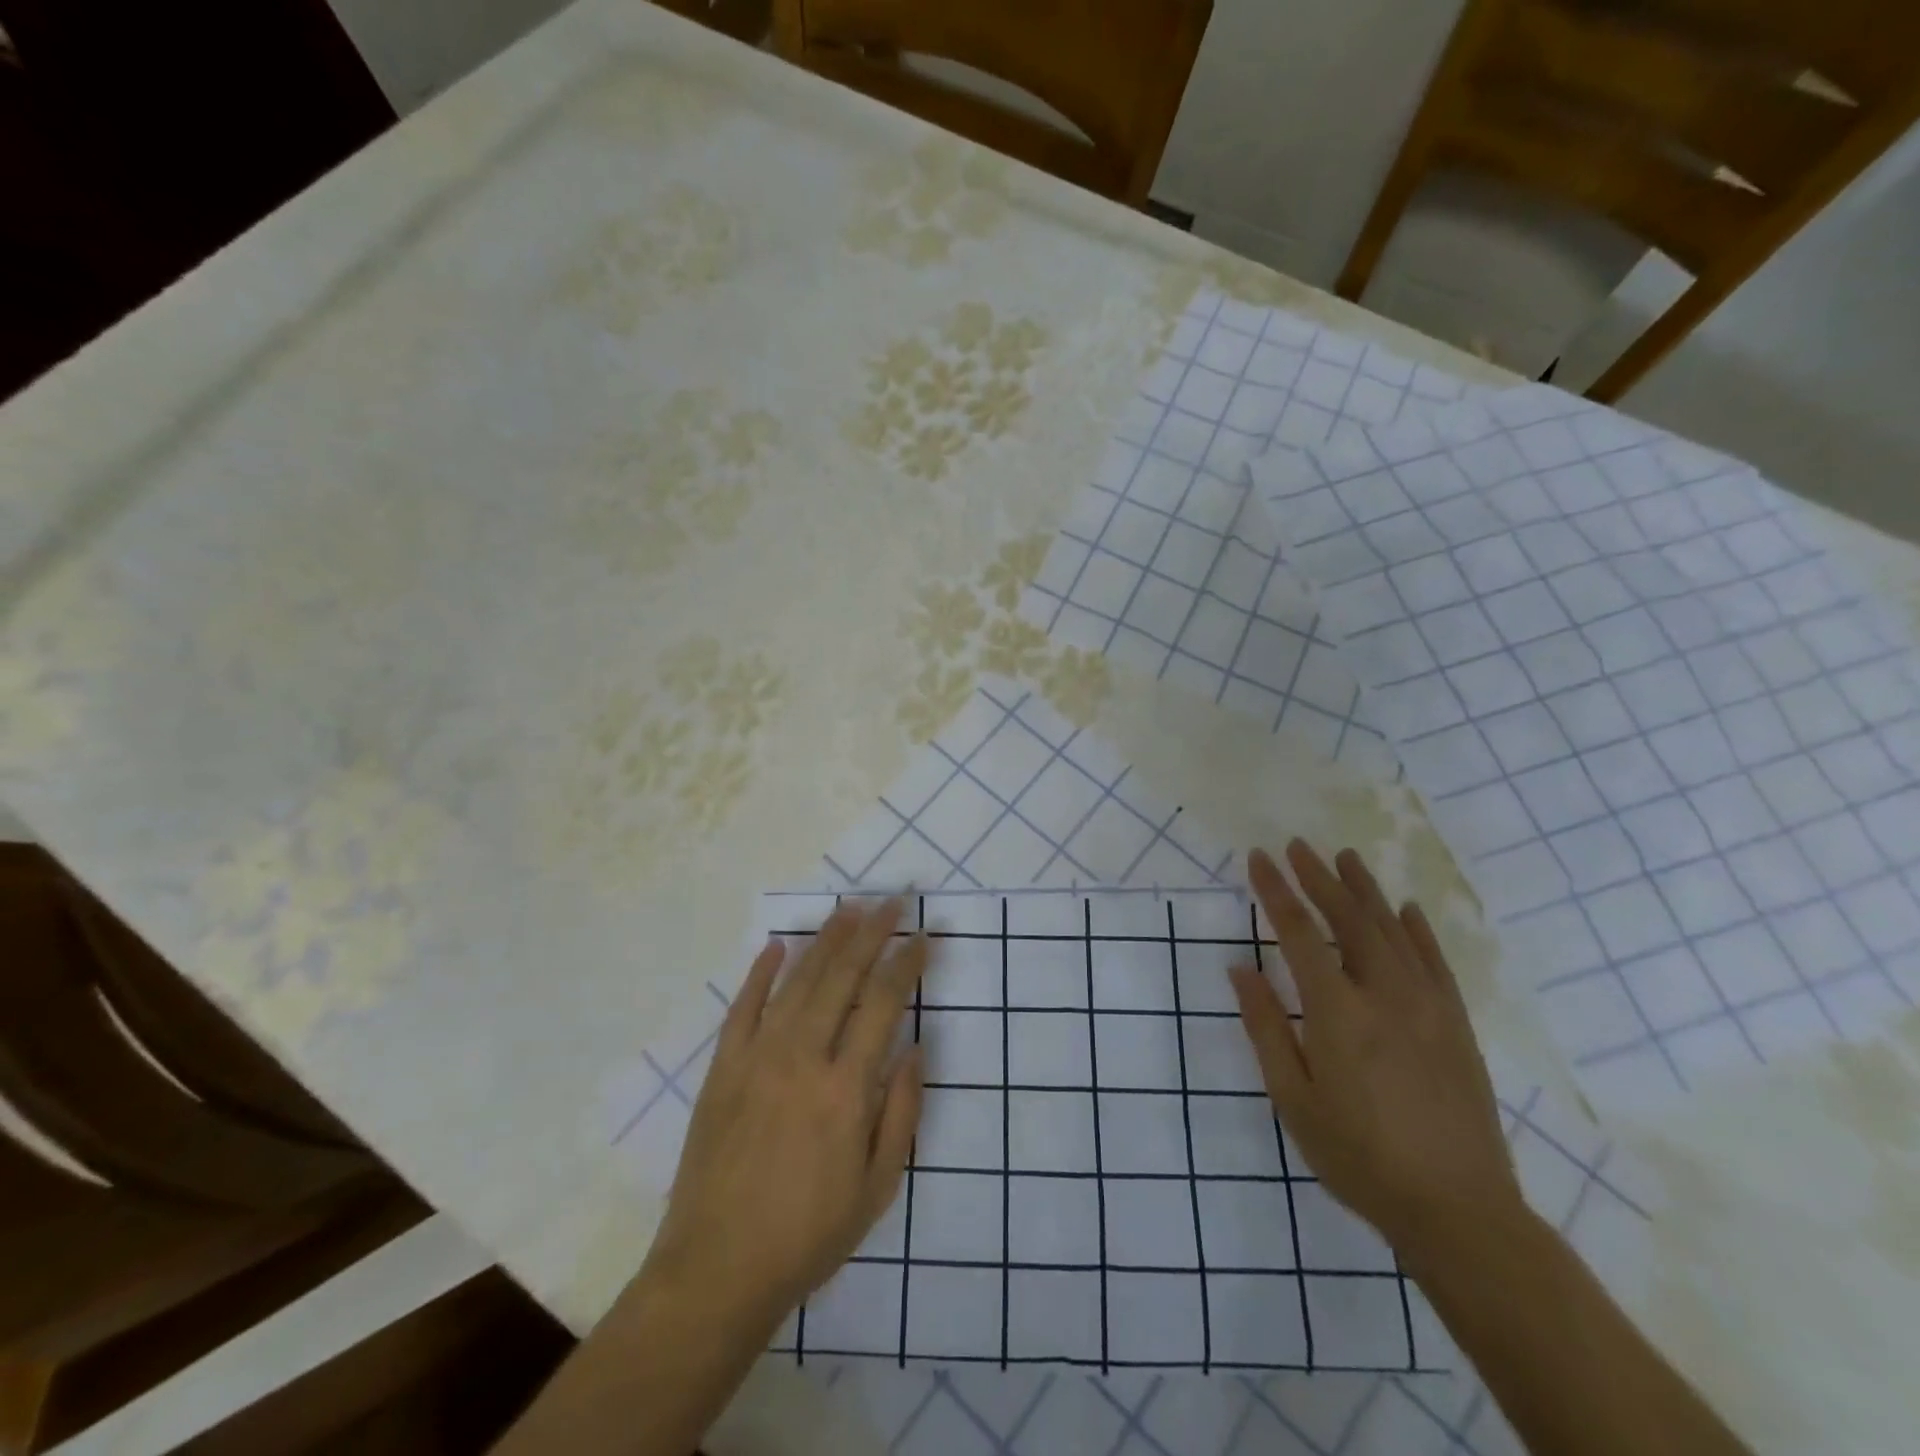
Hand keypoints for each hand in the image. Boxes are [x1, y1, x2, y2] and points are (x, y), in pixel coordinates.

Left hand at [640, 900, 929, 1330]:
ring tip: (848, 908)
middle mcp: (802, 1058)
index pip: (883, 1002)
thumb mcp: (877, 1188)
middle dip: (871, 933)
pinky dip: (760, 972)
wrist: (716, 1270)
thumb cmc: (808, 1234)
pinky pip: (743, 1007)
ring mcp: (757, 1058)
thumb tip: (916, 1048)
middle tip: (892, 900)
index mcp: (845, 1088)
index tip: (924, 936)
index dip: (907, 963)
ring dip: (825, 939)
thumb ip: (902, 1113)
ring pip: (797, 981)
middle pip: (842, 977)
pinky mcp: (723, 1068)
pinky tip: (777, 944)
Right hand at [1229, 842, 1521, 1262]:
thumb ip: (1265, 1027)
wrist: (1458, 1211)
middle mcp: (1385, 994)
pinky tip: (1405, 908)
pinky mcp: (1457, 1024)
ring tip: (1344, 857)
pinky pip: (1434, 961)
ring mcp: (1428, 1006)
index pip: (1299, 933)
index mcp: (1338, 1012)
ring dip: (1365, 890)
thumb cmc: (1359, 1156)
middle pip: (1348, 919)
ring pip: (1392, 930)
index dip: (1276, 891)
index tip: (1259, 858)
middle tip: (1297, 845)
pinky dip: (1417, 928)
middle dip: (1318, 877)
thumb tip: (1240, 967)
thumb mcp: (1293, 1098)